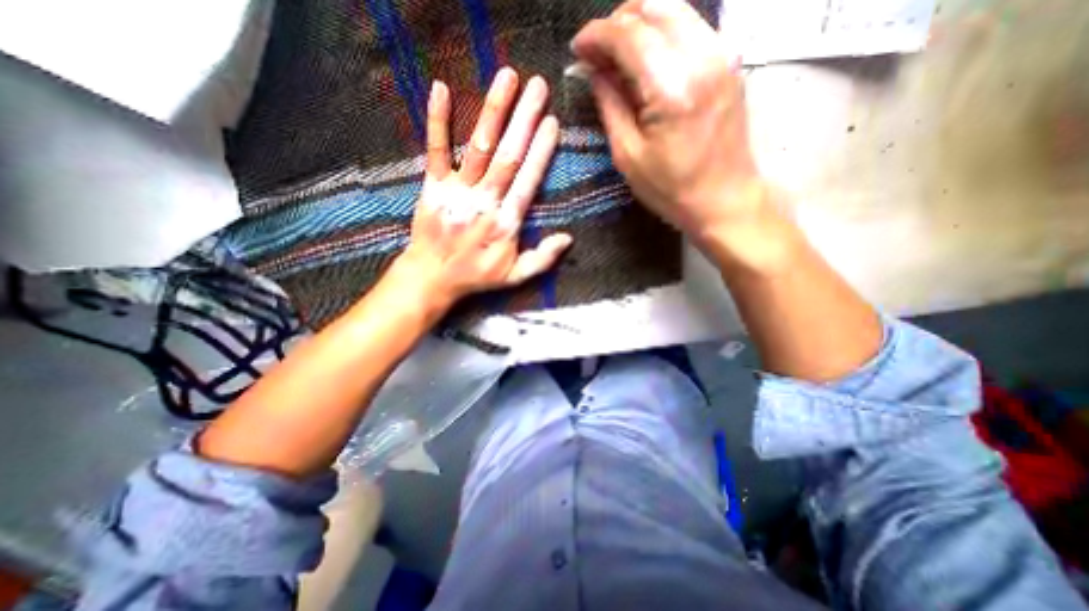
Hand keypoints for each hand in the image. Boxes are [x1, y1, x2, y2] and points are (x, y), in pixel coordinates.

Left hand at [387, 70, 572, 318]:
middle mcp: (484, 202)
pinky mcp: (433, 187)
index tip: (552, 123)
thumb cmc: (476, 276)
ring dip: (494, 111)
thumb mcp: (515, 276)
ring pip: (479, 146)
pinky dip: (438, 120)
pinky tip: (441, 89)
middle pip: (508, 156)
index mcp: (506, 223)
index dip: (541, 151)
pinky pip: (436, 151)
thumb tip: (568, 239)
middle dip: (524, 119)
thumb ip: (542, 259)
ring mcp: (457, 192)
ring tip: (508, 77)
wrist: (432, 277)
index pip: (528, 180)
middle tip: (538, 86)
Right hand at [570, 0, 773, 260]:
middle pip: (653, 7)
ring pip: (674, 10)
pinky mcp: (730, 61)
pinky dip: (662, 33)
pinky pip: (690, 27)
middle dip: (616, 23)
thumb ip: (610, 105)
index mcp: (672, 88)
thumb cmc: (671, 189)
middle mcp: (702, 57)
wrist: (723, 200)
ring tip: (617, 55)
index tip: (577, 49)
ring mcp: (722, 54)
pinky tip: (646, 60)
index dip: (596, 35)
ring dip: (639, 23)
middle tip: (596, 53)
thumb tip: (593, 71)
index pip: (628, 34)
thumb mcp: (628, 155)